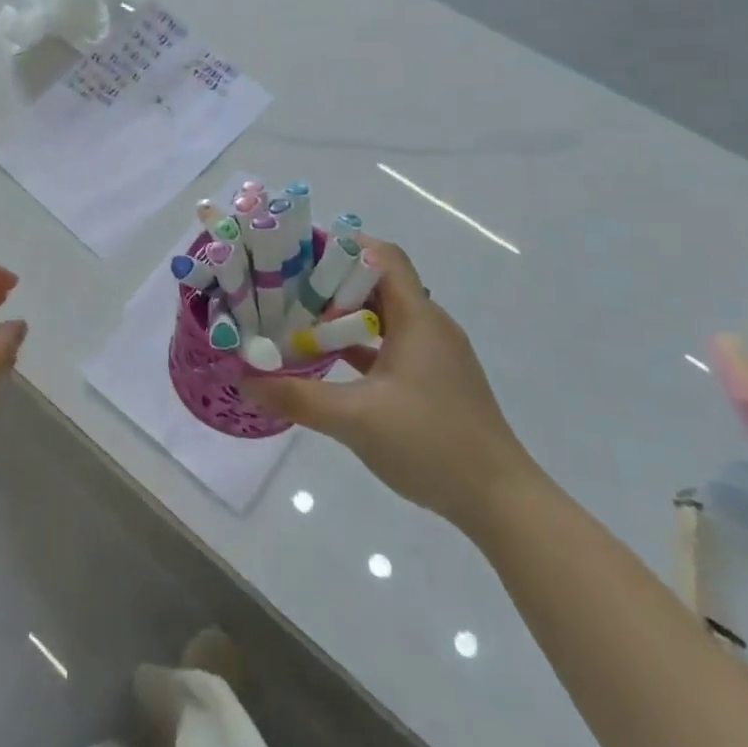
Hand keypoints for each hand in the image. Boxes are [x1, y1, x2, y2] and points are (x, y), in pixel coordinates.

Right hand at [242, 238, 539, 532]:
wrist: (501, 501)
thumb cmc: (431, 444)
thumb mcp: (355, 419)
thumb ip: (297, 397)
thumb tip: (246, 380)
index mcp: (418, 319)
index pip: (383, 257)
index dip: (343, 245)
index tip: (299, 251)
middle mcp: (430, 326)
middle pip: (379, 283)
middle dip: (332, 280)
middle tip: (286, 286)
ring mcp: (436, 355)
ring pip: (385, 316)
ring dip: (344, 314)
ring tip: (298, 317)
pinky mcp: (435, 380)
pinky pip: (392, 344)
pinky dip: (360, 343)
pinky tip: (328, 360)